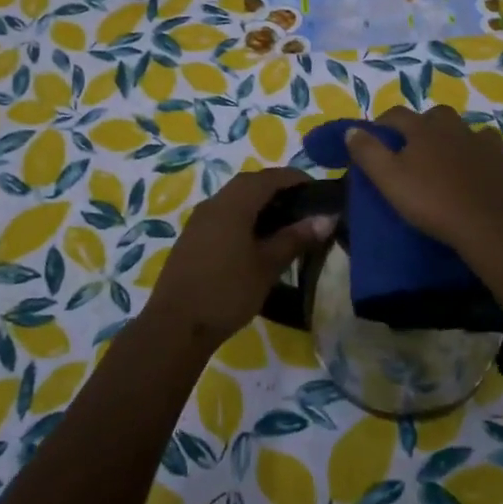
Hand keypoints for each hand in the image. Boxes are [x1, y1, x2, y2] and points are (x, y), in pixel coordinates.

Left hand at [142, 167, 334, 350]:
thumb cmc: (227, 291)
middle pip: (249, 184)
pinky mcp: (192, 238)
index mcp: (233, 204)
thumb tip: (327, 217)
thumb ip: (296, 238)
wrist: (175, 326)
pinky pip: (223, 215)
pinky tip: (256, 239)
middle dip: (277, 188)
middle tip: (303, 205)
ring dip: (259, 203)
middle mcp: (214, 203)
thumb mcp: (267, 265)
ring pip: (234, 199)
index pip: (269, 177)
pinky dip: (244, 217)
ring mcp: (199, 220)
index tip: (318, 189)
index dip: (295, 178)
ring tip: (284, 222)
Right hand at [343, 106, 502, 249]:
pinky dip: (494, 169)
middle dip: (426, 126)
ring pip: (476, 135)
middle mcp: (458, 130)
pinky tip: (489, 181)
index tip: (374, 135)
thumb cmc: (431, 200)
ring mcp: (488, 148)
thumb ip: (368, 151)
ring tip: (456, 161)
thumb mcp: (388, 178)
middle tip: (417, 148)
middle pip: (439, 117)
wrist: (487, 226)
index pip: (398, 115)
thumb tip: (352, 130)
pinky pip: (502, 165)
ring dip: (465, 143)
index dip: (384, 122)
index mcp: (426, 130)